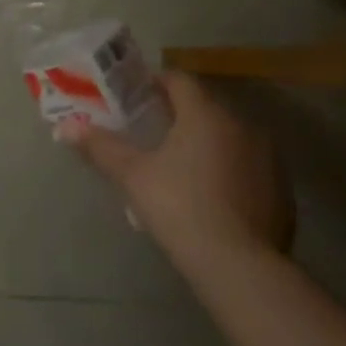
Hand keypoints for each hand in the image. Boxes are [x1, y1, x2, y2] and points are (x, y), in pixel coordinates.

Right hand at [60, 71, 292, 283]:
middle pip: (205, 108)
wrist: (239, 265)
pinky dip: (230, 172)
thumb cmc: (178, 206)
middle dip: (179, 116)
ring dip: (207, 144)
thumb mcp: (132, 175)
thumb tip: (63, 127)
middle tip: (152, 134)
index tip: (136, 97)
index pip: (179, 80)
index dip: (155, 83)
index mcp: (205, 114)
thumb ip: (100, 147)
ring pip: (230, 138)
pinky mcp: (282, 191)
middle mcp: (243, 126)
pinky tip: (211, 198)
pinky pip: (249, 168)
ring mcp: (269, 159)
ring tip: (180, 168)